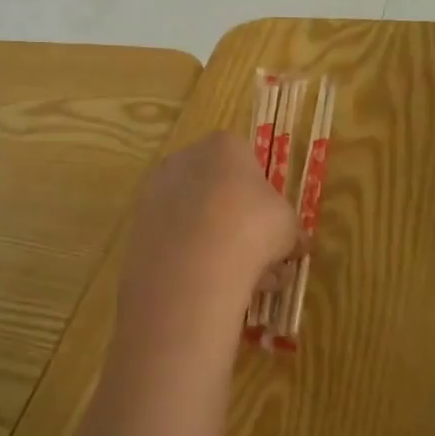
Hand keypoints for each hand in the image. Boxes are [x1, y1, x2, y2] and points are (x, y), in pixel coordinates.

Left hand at [114, 133, 302, 372]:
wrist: (193, 267)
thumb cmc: (253, 228)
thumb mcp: (290, 228)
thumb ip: (291, 231)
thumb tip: (296, 244)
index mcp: (223, 146)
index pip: (246, 160)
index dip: (263, 193)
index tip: (274, 224)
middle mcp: (183, 160)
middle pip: (217, 190)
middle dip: (239, 223)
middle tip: (263, 259)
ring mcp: (155, 194)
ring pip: (196, 220)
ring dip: (220, 247)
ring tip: (247, 285)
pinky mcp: (138, 229)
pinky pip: (175, 242)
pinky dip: (192, 261)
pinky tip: (214, 289)